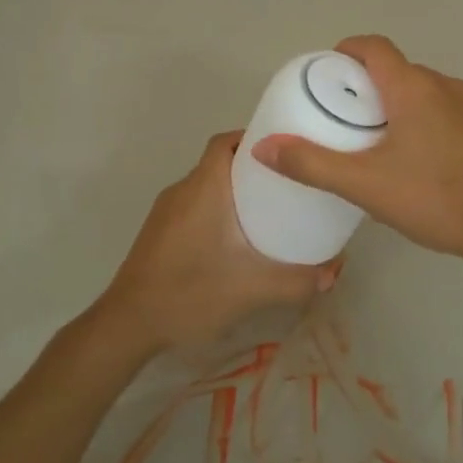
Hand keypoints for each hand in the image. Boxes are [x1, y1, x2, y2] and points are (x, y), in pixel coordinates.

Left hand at [98, 130, 339, 354]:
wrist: (128, 324)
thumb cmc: (190, 293)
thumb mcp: (252, 289)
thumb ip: (297, 281)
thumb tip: (334, 273)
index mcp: (204, 188)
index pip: (226, 141)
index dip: (255, 138)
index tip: (287, 153)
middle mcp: (182, 190)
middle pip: (220, 161)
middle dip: (254, 167)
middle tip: (290, 185)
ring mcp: (166, 211)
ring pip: (207, 185)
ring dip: (236, 190)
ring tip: (271, 211)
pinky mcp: (159, 231)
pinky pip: (196, 205)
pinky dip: (219, 209)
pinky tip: (237, 239)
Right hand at [252, 34, 462, 264]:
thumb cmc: (435, 196)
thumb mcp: (365, 184)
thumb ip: (312, 164)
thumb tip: (264, 147)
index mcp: (413, 87)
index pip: (374, 46)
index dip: (346, 51)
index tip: (326, 73)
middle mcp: (445, 86)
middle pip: (398, 70)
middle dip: (367, 85)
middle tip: (343, 116)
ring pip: (425, 92)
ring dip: (398, 105)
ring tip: (376, 141)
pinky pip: (446, 113)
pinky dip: (424, 122)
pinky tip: (418, 161)